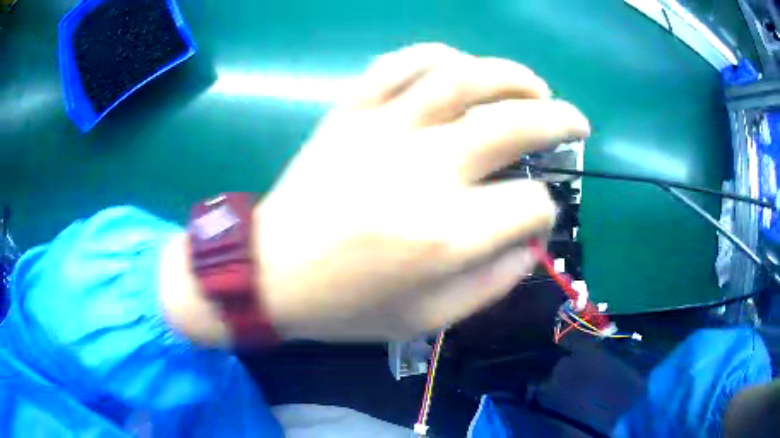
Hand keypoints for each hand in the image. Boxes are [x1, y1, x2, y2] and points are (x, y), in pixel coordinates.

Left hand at [256, 43, 589, 340]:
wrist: (271, 274)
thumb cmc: (348, 306)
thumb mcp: (430, 319)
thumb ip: (493, 282)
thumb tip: (530, 240)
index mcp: (447, 236)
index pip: (531, 204)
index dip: (544, 213)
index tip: (534, 218)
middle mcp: (425, 172)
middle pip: (515, 125)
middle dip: (560, 121)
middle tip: (576, 121)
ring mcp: (383, 131)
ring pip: (463, 77)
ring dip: (512, 76)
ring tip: (534, 86)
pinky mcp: (349, 112)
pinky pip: (399, 63)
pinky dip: (438, 55)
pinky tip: (459, 67)